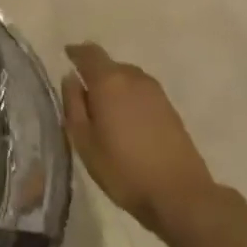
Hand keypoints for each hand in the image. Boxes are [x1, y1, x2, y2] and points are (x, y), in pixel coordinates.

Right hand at [62, 42, 217, 237]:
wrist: (180, 194)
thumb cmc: (123, 169)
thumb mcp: (84, 141)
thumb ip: (73, 105)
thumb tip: (71, 78)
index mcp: (109, 81)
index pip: (89, 53)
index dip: (76, 52)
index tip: (66, 56)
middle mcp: (134, 78)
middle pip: (110, 65)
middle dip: (95, 74)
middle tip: (82, 96)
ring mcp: (156, 92)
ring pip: (127, 79)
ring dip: (114, 87)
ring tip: (104, 111)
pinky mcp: (170, 108)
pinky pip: (141, 93)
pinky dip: (129, 99)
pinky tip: (125, 122)